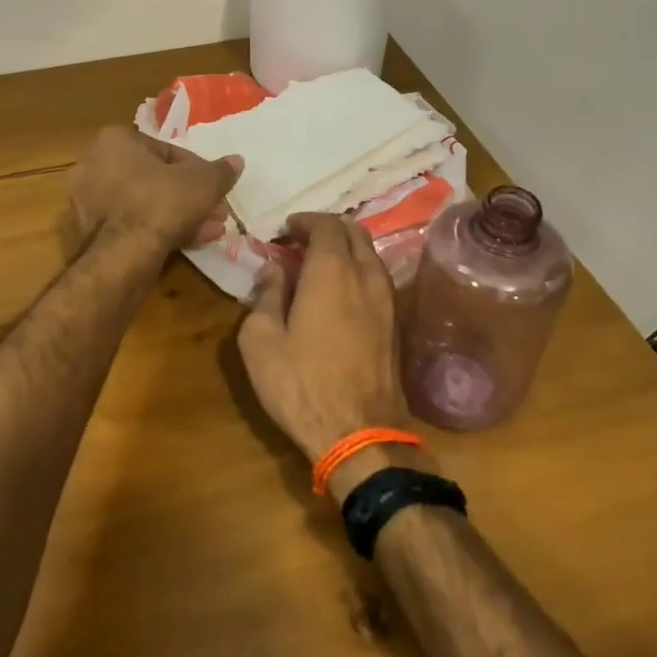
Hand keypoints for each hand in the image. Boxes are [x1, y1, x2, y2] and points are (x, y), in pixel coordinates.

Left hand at [63, 127, 241, 257]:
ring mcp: (88, 201)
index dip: (199, 170)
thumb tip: (237, 161)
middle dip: (190, 197)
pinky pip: (132, 224)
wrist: (123, 255)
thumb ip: (221, 171)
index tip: (216, 188)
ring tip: (210, 231)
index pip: (167, 151)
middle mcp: (94, 165)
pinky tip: (190, 242)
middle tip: (216, 212)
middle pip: (156, 179)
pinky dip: (159, 230)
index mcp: (115, 141)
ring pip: (146, 204)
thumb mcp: (202, 183)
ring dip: (181, 215)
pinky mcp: (90, 232)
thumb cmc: (161, 202)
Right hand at [237, 213, 408, 475]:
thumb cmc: (301, 384)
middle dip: (328, 229)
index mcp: (331, 272)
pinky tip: (341, 292)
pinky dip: (359, 271)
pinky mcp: (396, 325)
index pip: (326, 226)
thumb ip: (266, 295)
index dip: (305, 221)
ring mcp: (387, 301)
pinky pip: (378, 279)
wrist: (360, 435)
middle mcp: (365, 277)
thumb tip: (275, 270)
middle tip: (302, 241)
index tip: (286, 229)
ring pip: (371, 255)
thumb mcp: (260, 340)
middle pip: (355, 233)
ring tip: (321, 264)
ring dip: (347, 249)